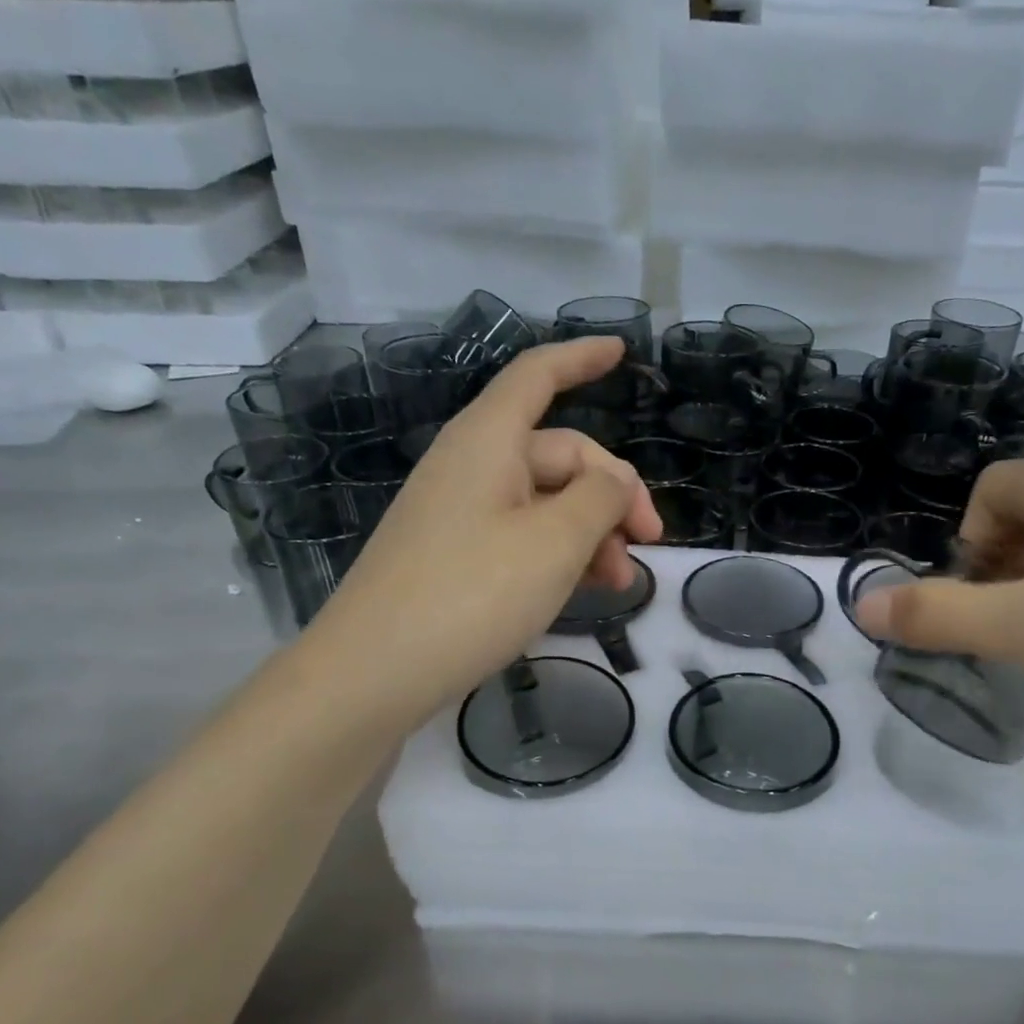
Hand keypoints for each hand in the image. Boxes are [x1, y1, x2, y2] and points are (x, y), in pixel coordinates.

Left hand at [306, 337, 661, 729]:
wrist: (375, 671)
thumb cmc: (472, 594)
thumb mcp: (555, 543)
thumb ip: (600, 500)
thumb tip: (617, 484)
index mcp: (489, 442)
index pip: (538, 376)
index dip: (582, 358)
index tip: (624, 353)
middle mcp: (472, 466)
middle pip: (559, 454)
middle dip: (612, 494)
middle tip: (648, 545)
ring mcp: (460, 512)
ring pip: (545, 502)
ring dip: (591, 532)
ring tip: (620, 582)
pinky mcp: (454, 555)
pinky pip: (521, 535)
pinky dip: (559, 553)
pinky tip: (582, 589)